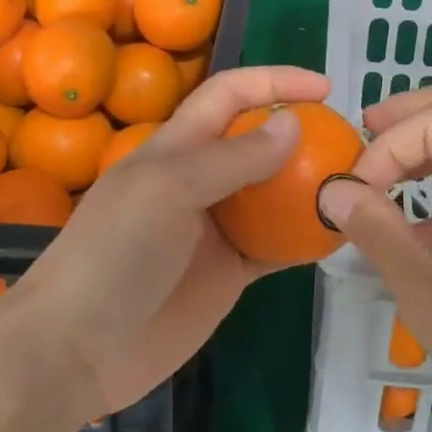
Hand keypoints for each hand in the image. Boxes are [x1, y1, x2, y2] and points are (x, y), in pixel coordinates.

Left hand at [11, 65, 329, 417]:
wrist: (76, 350)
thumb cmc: (114, 254)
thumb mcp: (169, 190)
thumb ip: (233, 158)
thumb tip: (294, 123)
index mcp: (178, 146)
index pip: (230, 94)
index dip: (274, 81)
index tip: (326, 88)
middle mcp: (200, 178)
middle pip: (258, 141)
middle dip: (302, 133)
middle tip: (352, 144)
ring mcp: (216, 227)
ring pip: (273, 194)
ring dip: (309, 186)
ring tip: (355, 186)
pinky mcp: (229, 272)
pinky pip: (276, 246)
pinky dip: (305, 238)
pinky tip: (338, 235)